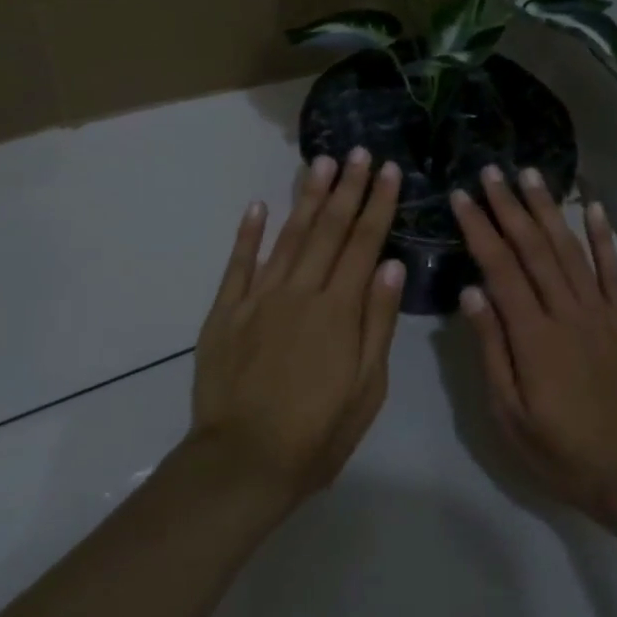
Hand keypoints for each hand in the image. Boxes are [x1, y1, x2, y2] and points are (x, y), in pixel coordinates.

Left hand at [190, 149, 404, 503]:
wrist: (242, 463)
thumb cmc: (317, 433)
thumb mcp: (366, 388)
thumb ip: (377, 323)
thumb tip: (390, 267)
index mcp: (338, 310)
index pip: (364, 244)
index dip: (378, 204)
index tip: (388, 171)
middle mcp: (299, 292)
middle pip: (328, 230)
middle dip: (346, 188)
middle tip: (357, 152)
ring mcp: (258, 299)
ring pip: (288, 237)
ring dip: (306, 198)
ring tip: (320, 163)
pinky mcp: (226, 313)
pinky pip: (238, 265)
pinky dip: (248, 234)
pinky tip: (258, 206)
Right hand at [450, 167, 616, 521]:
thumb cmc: (559, 451)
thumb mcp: (510, 414)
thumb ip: (492, 349)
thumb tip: (471, 291)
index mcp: (534, 336)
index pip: (500, 268)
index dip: (479, 229)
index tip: (461, 197)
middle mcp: (568, 312)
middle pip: (534, 248)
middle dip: (509, 206)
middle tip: (490, 171)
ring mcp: (601, 312)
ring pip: (570, 249)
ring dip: (548, 209)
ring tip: (530, 175)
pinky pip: (613, 271)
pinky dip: (603, 237)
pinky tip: (593, 207)